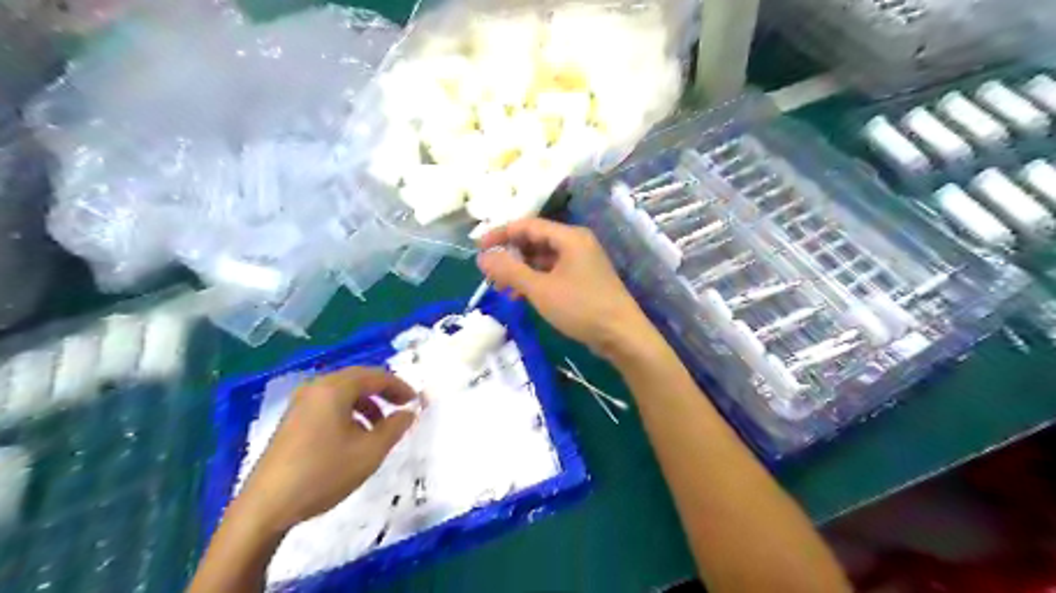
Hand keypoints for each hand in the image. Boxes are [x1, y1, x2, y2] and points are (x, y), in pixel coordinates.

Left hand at [236, 369, 418, 535]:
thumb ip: (395, 427)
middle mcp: (316, 388)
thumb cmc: (323, 473)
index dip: (400, 387)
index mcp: (334, 388)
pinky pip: (329, 405)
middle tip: (402, 408)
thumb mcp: (370, 452)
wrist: (265, 507)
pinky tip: (354, 437)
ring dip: (367, 404)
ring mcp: (300, 404)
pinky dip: (349, 412)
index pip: (376, 376)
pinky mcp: (292, 420)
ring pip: (343, 393)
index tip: (416, 402)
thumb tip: (409, 411)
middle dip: (384, 392)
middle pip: (358, 379)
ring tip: (381, 427)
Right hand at [478, 218, 657, 361]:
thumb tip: (482, 257)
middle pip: (535, 240)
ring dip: (521, 270)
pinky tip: (521, 296)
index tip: (478, 249)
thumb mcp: (540, 289)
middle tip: (488, 272)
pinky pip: (553, 272)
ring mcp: (582, 262)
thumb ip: (509, 271)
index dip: (500, 234)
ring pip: (543, 259)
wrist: (622, 336)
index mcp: (570, 237)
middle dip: (510, 254)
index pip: (528, 225)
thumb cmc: (581, 308)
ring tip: (501, 287)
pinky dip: (535, 280)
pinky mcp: (584, 280)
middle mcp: (577, 244)